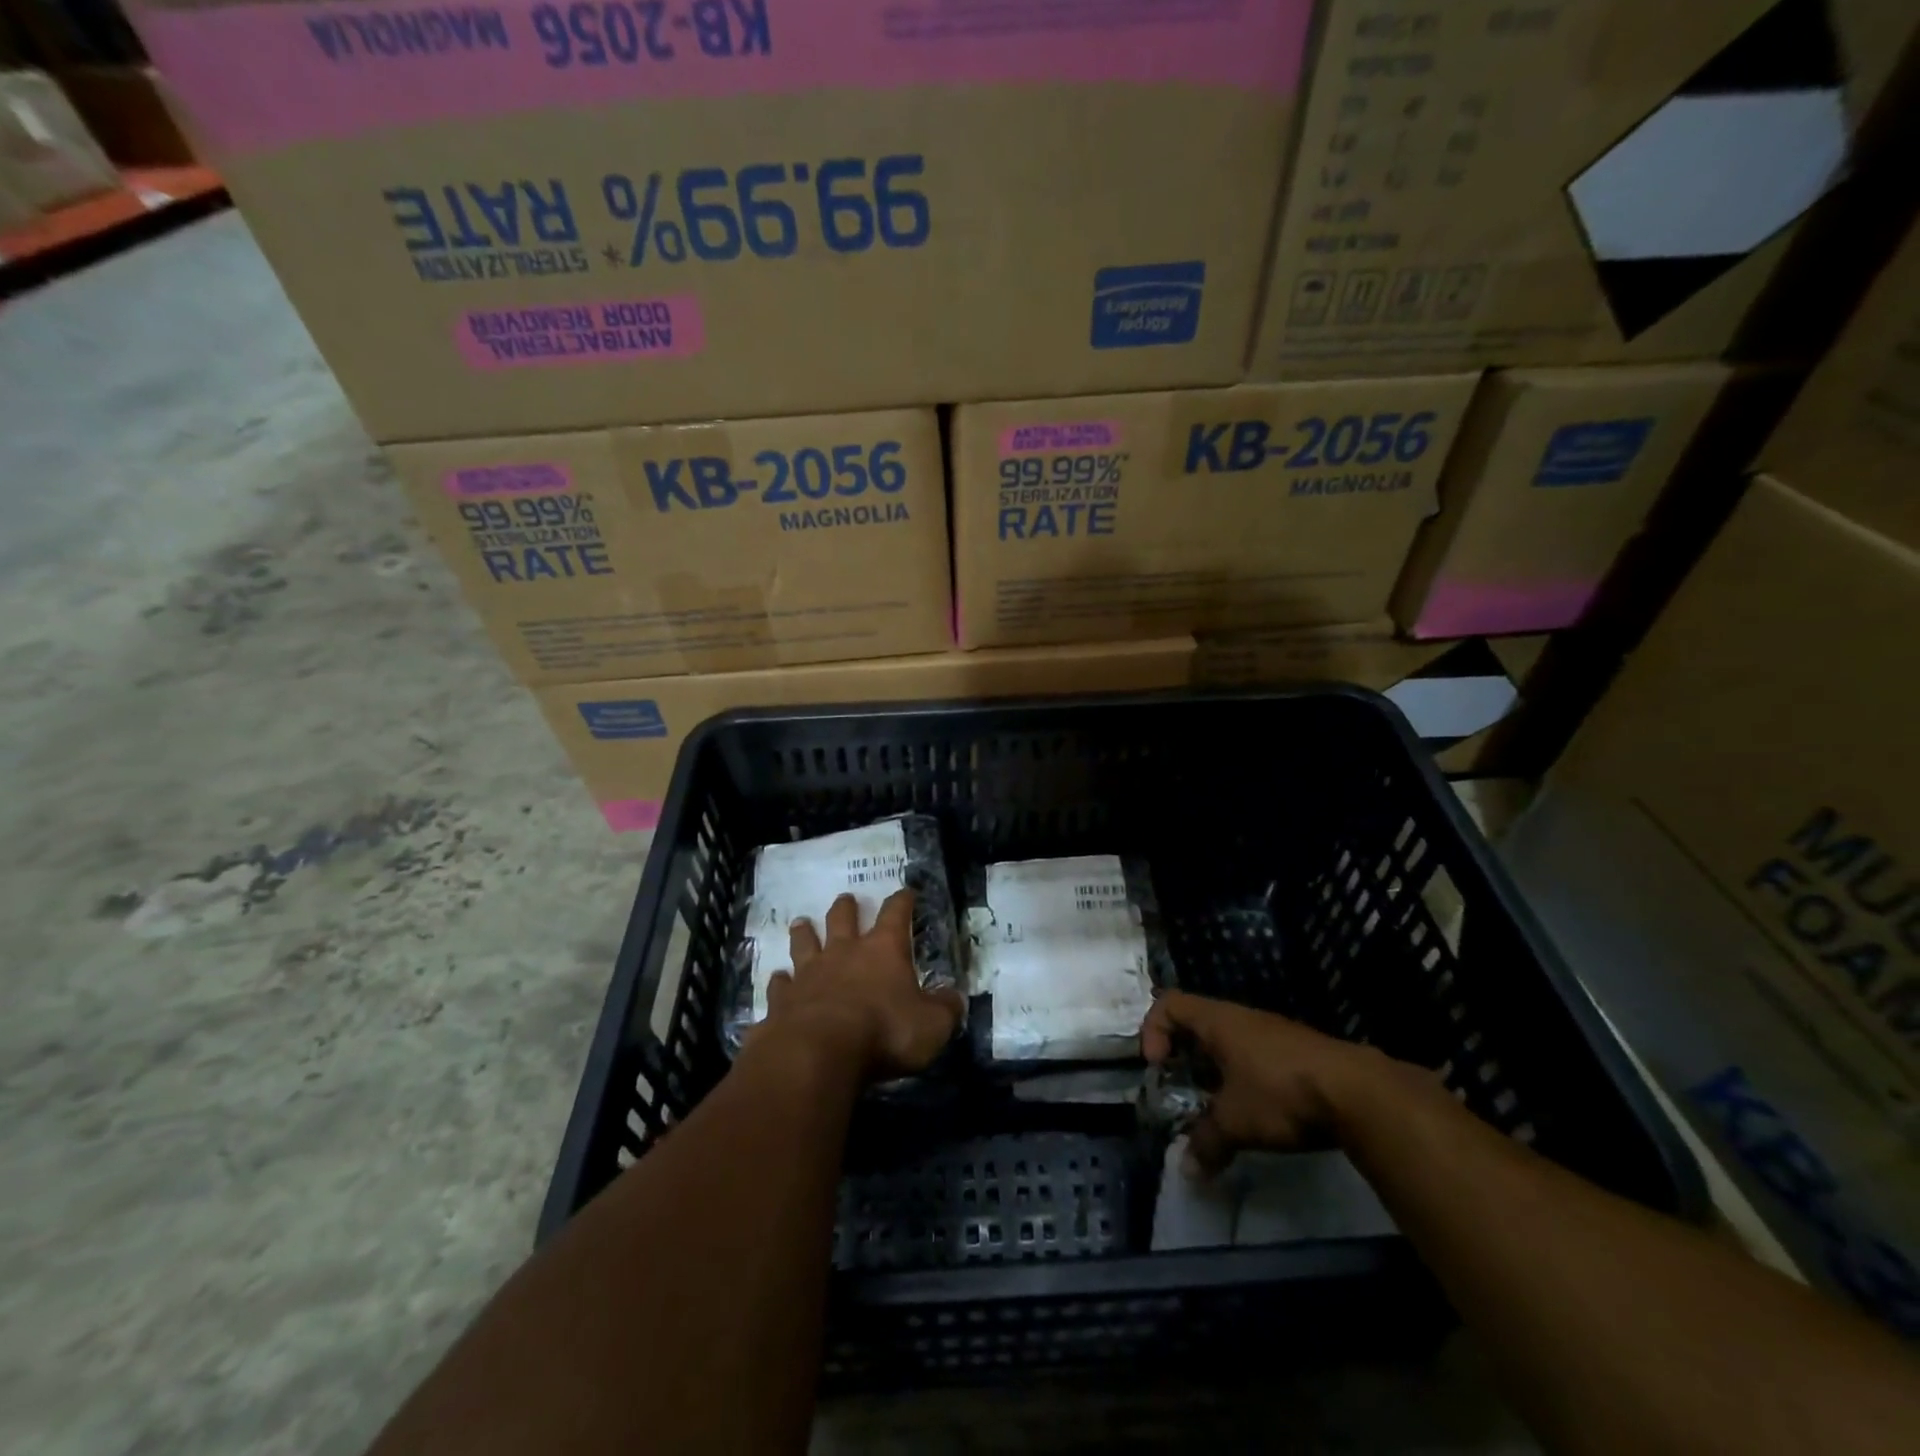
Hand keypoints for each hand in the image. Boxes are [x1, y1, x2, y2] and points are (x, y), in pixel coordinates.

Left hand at [761, 889, 963, 1080]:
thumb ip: (945, 1009)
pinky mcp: (782, 1000)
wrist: (818, 1052)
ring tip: (801, 922)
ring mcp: (809, 973)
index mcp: (883, 950)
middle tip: (845, 899)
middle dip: (846, 907)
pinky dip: (780, 980)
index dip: (902, 901)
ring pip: (805, 943)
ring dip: (805, 933)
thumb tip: (954, 998)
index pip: (896, 914)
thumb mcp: (932, 1025)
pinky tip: (778, 978)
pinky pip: (780, 984)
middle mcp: (844, 952)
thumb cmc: (884, 1031)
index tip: (906, 892)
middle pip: (842, 919)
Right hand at [1141, 990, 1399, 1175]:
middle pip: (1198, 1022)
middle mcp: (1242, 1018)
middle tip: (1183, 1091)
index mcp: (1218, 1021)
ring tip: (1220, 1108)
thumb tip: (1187, 1171)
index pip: (1169, 1004)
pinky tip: (1259, 1112)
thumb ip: (1206, 1142)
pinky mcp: (1298, 1053)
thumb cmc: (1280, 1093)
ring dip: (1216, 1071)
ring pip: (1230, 1042)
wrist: (1358, 1093)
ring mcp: (1273, 1033)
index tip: (1158, 1067)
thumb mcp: (1236, 1122)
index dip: (1153, 1030)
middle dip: (1184, 1056)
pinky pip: (1257, 1056)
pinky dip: (1246, 1079)